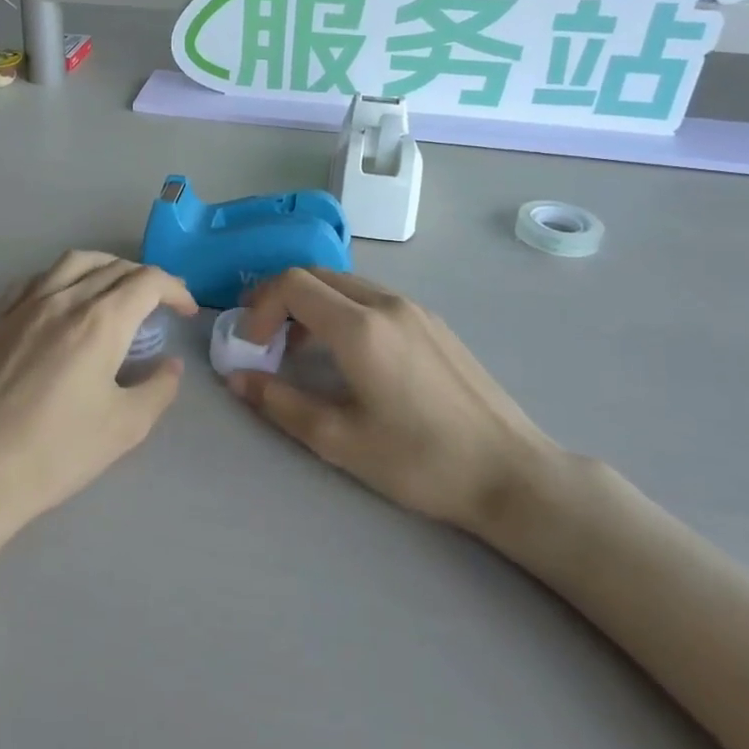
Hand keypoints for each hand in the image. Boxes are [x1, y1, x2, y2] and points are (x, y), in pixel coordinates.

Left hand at [0, 252, 197, 534]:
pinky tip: (62, 300)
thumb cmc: (56, 451)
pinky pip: (34, 280)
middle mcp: (63, 300)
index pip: (147, 281)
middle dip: (144, 278)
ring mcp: (25, 307)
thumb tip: (170, 365)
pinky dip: (61, 278)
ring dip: (104, 266)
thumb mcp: (125, 427)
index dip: (175, 289)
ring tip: (116, 289)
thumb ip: (158, 388)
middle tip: (160, 304)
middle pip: (112, 267)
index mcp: (99, 321)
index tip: (186, 311)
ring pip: (72, 262)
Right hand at [228, 269, 559, 535]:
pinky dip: (342, 310)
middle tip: (265, 341)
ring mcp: (415, 309)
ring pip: (345, 284)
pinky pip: (373, 297)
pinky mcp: (434, 322)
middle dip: (280, 300)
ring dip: (311, 305)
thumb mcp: (339, 440)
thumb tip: (237, 378)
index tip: (251, 345)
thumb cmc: (420, 461)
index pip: (292, 284)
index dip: (259, 307)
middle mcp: (386, 303)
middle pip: (316, 275)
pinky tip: (348, 355)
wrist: (511, 473)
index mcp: (360, 327)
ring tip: (301, 351)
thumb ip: (280, 403)